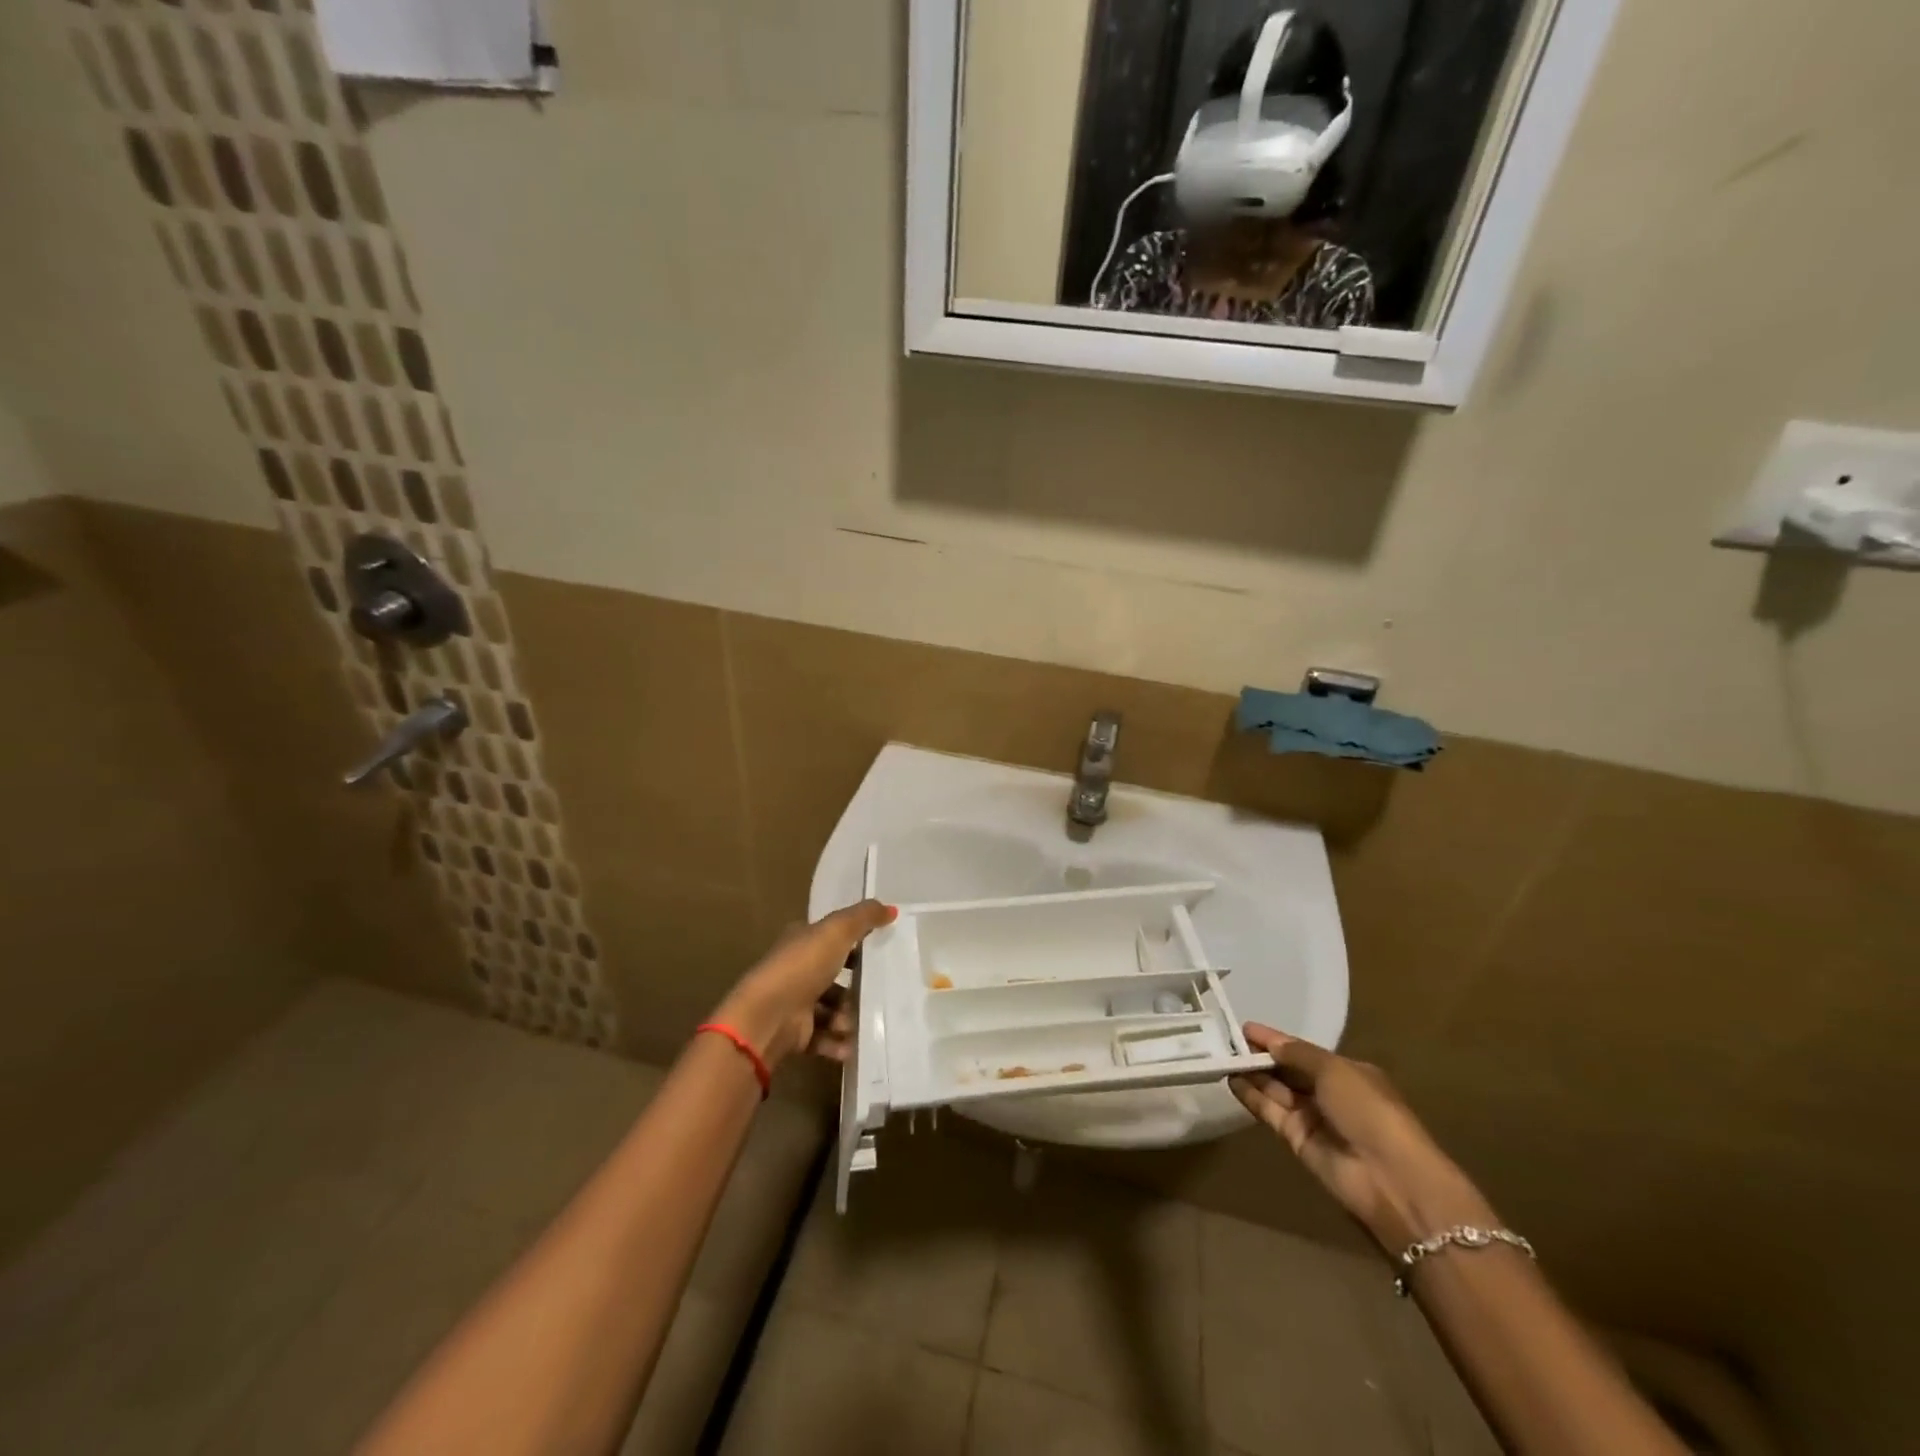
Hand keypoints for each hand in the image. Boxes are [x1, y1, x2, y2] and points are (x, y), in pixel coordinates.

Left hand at [711, 900, 895, 1072]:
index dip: (853, 942)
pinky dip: (839, 1043)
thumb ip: (864, 917)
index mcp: (801, 941)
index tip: (880, 951)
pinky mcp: (795, 1033)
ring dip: (848, 1016)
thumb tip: (892, 909)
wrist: (768, 1017)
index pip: (830, 938)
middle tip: (876, 992)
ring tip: (859, 1022)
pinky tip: (852, 1046)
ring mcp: (794, 1003)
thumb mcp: (837, 931)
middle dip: (855, 986)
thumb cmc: (803, 967)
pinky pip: (824, 1038)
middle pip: (833, 975)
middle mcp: (796, 970)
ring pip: (831, 1009)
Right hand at [1229, 1023, 1494, 1252]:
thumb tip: (1271, 1044)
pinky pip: (1270, 1111)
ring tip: (1220, 1055)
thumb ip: (1298, 1054)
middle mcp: (1329, 1093)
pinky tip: (1230, 1080)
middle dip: (1260, 1055)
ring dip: (1251, 1073)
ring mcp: (1313, 1118)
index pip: (1303, 1051)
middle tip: (1224, 1040)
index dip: (1275, 1039)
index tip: (1243, 1027)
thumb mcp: (1335, 1070)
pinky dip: (1251, 1096)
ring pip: (1276, 1089)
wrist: (1389, 1179)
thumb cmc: (1369, 1111)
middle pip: (1288, 1070)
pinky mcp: (1297, 1140)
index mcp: (1347, 1073)